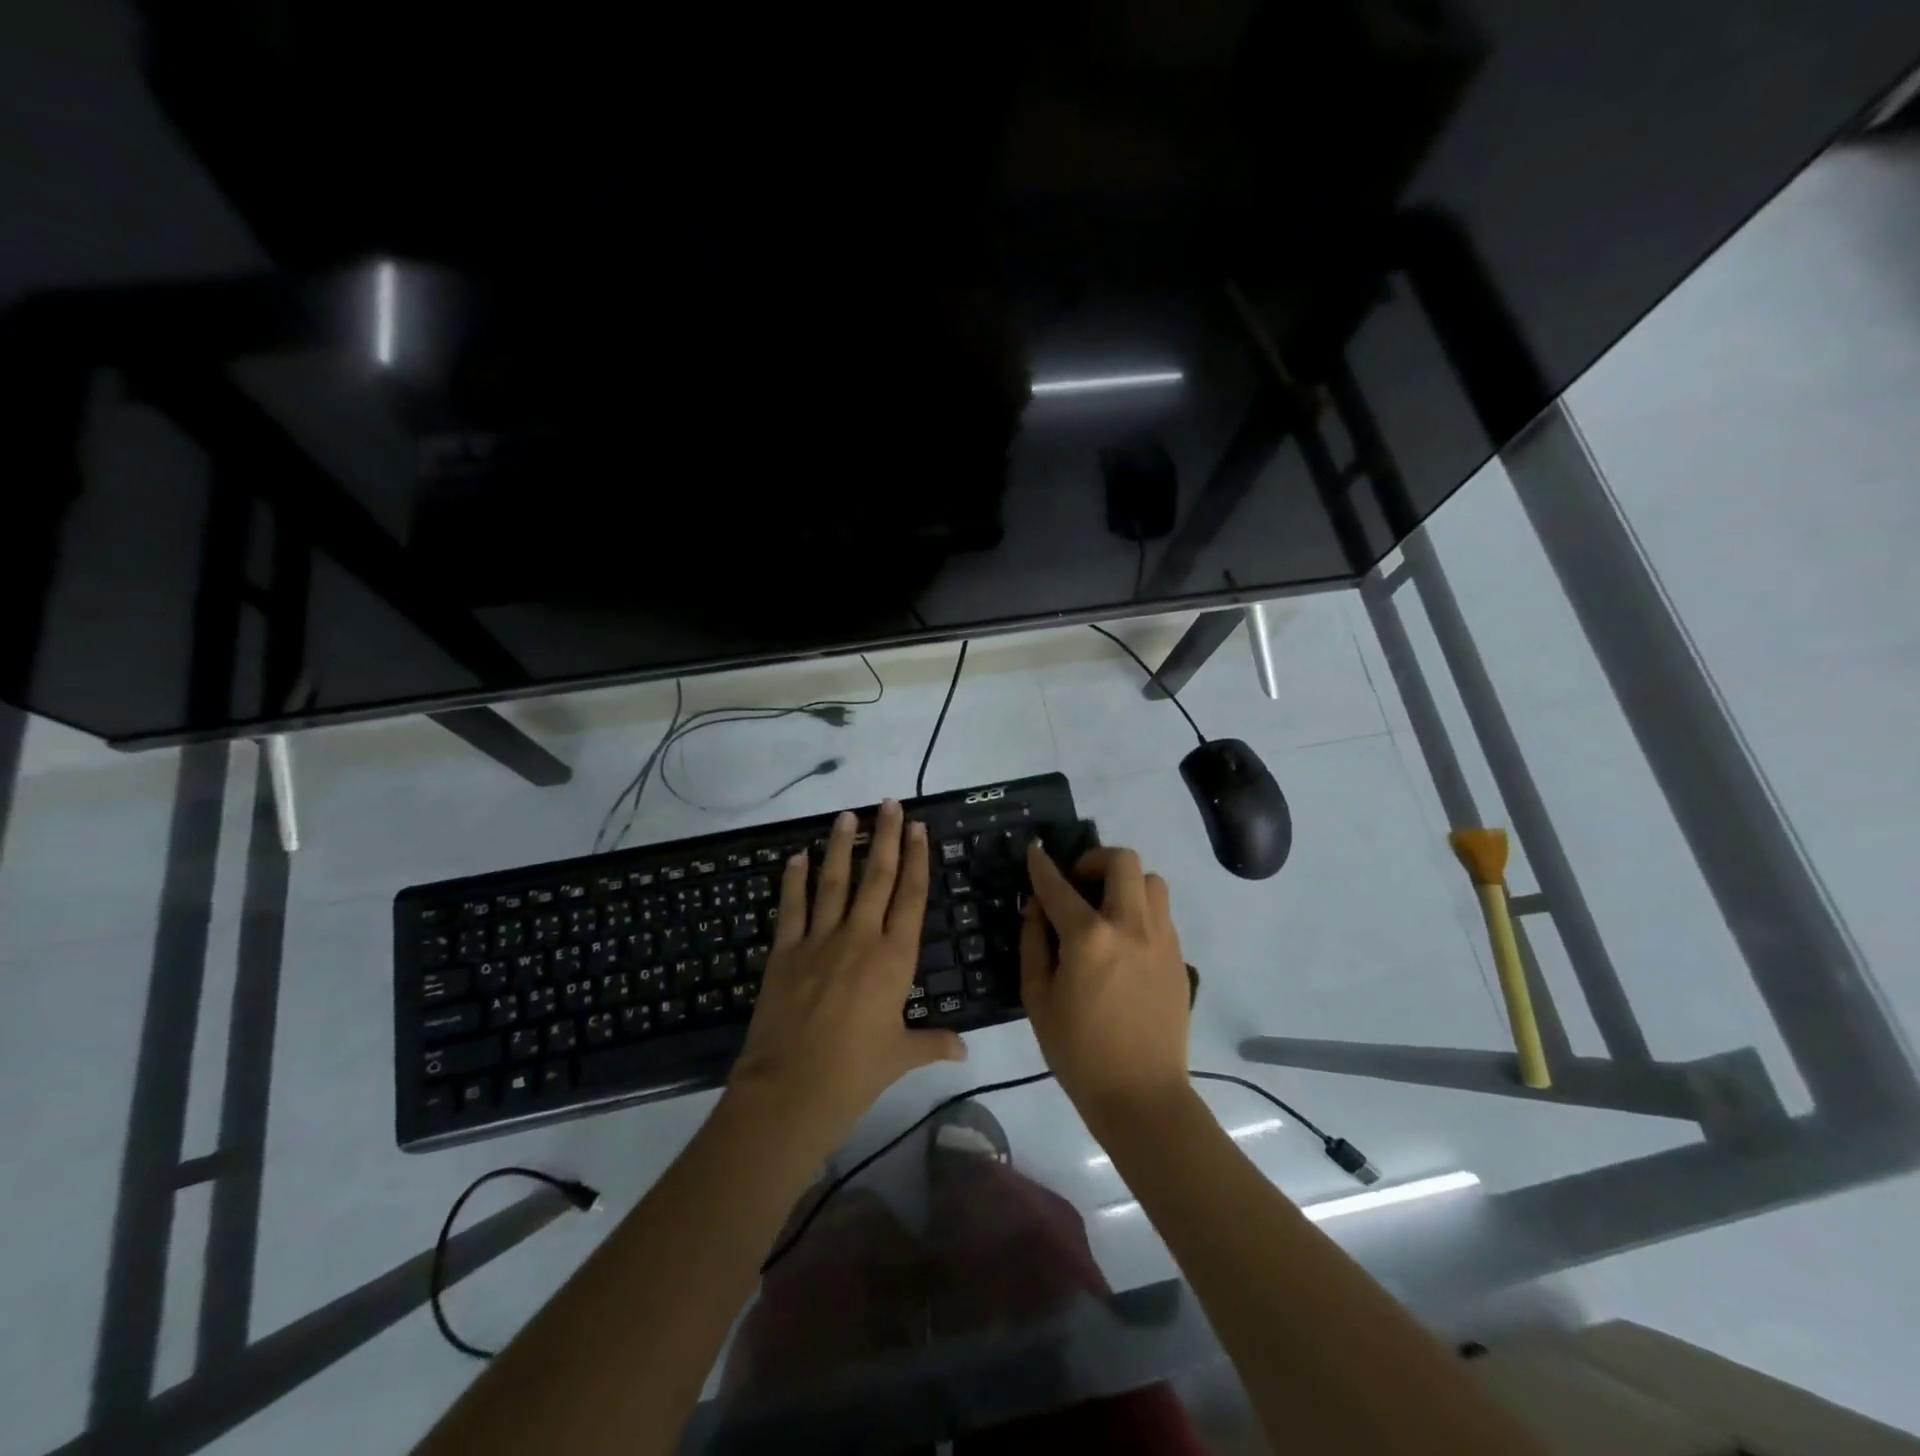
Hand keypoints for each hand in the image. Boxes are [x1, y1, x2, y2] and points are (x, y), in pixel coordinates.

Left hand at [728, 800, 965, 1155]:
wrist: (791, 1089)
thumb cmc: (856, 1074)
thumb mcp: (900, 1056)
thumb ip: (933, 1044)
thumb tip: (965, 1050)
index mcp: (894, 958)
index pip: (910, 897)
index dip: (917, 859)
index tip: (919, 828)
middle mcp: (859, 938)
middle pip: (876, 877)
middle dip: (886, 837)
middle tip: (889, 804)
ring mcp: (819, 941)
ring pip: (834, 882)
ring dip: (841, 846)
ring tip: (847, 816)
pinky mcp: (785, 952)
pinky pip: (791, 908)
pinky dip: (794, 880)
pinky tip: (796, 857)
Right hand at [1020, 843, 1190, 1133]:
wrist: (1141, 1096)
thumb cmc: (1079, 1052)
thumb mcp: (1038, 999)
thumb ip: (1034, 944)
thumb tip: (1036, 909)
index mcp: (1089, 938)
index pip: (1059, 886)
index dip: (1042, 865)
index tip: (1035, 851)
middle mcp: (1130, 926)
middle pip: (1122, 861)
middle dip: (1094, 860)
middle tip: (1079, 883)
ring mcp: (1162, 939)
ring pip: (1151, 881)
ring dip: (1125, 883)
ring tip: (1107, 909)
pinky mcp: (1179, 957)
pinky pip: (1161, 913)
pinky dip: (1140, 911)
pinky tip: (1124, 941)